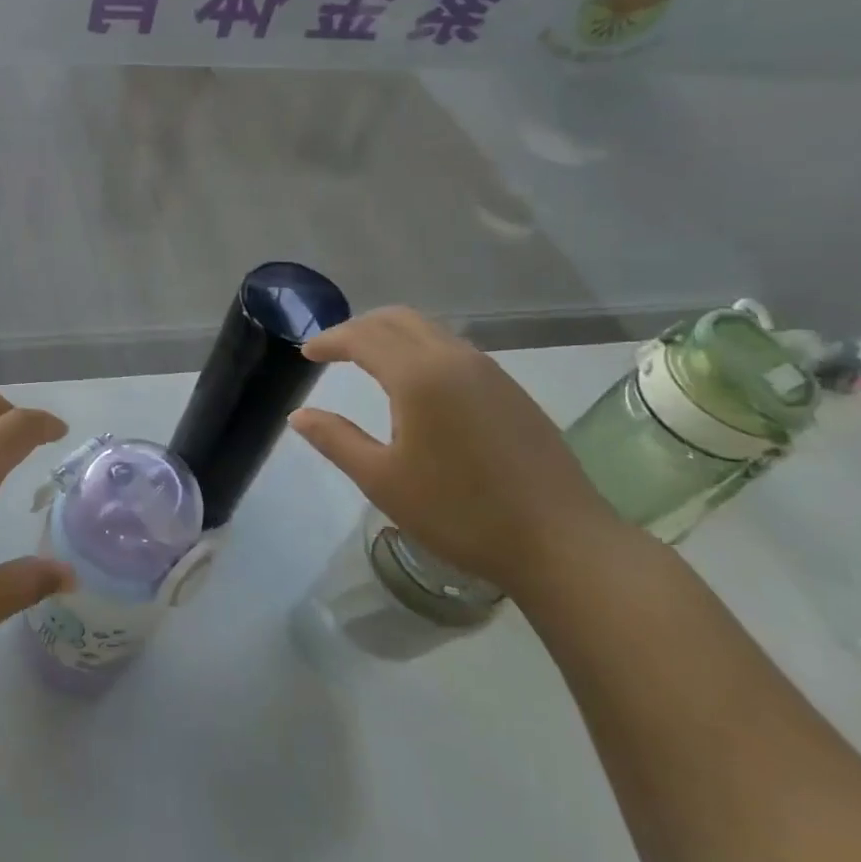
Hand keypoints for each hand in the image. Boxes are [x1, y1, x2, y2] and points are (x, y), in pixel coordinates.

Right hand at [290, 307, 621, 592]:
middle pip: (398, 319)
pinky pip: (454, 349)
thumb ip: (335, 440)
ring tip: (368, 361)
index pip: (363, 337)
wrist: (562, 542)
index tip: (306, 354)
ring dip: (392, 335)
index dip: (330, 341)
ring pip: (429, 330)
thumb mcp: (383, 480)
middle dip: (359, 327)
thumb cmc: (460, 512)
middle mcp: (454, 359)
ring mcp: (489, 372)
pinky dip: (421, 349)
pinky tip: (417, 384)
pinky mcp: (511, 391)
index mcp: (418, 376)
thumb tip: (298, 415)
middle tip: (333, 350)